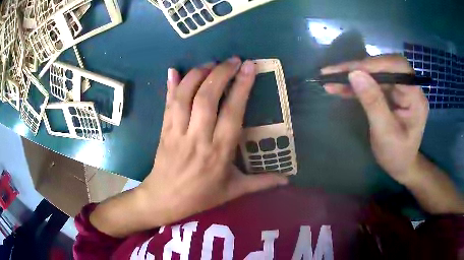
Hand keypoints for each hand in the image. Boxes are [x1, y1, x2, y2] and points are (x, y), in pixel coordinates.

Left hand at [138, 57, 287, 225]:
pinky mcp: (164, 130)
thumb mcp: (234, 191)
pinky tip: (173, 70)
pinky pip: (167, 104)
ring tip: (211, 63)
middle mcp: (198, 138)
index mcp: (219, 152)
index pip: (232, 112)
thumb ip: (262, 183)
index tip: (249, 67)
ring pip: (185, 96)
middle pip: (207, 97)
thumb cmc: (201, 196)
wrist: (165, 199)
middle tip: (233, 60)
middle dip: (221, 73)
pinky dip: (170, 86)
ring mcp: (177, 132)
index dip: (241, 87)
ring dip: (197, 74)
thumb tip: (287, 180)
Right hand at [321, 55, 428, 183]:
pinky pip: (372, 83)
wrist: (401, 166)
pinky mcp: (390, 93)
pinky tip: (339, 87)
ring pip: (375, 73)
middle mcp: (409, 87)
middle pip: (384, 66)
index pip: (397, 67)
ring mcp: (399, 89)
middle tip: (333, 73)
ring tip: (330, 79)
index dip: (374, 64)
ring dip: (353, 75)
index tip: (350, 71)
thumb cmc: (396, 155)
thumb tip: (354, 74)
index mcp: (415, 96)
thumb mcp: (385, 133)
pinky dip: (355, 84)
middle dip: (359, 67)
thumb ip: (373, 102)